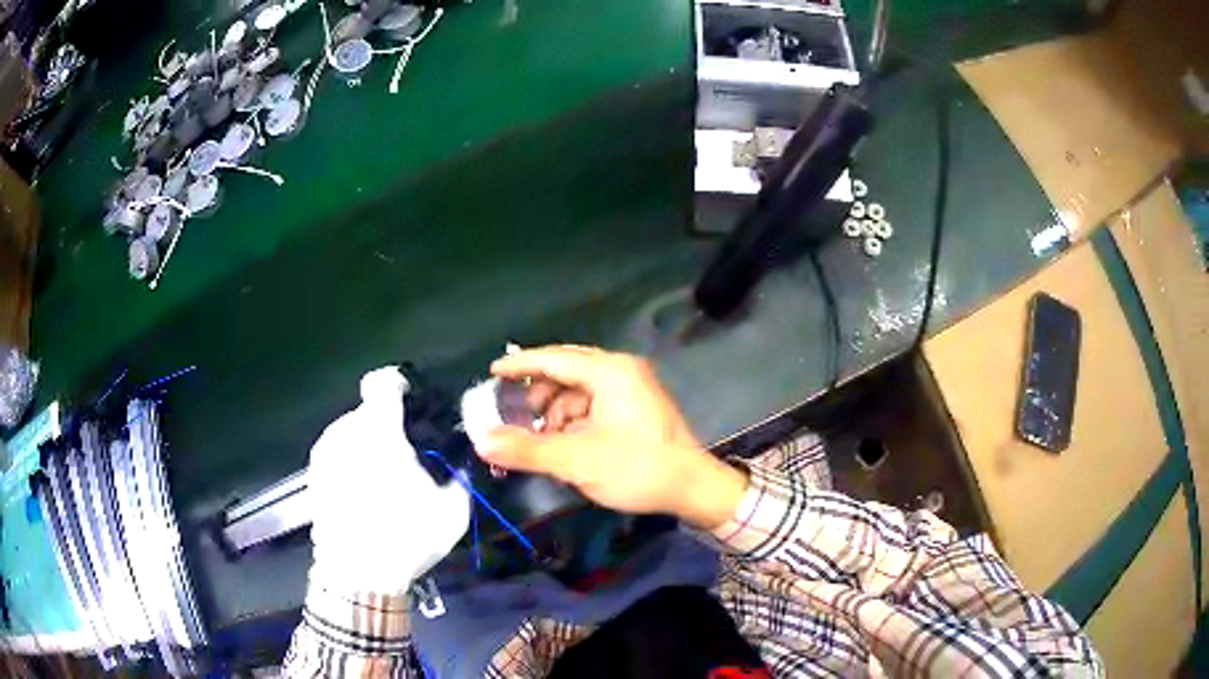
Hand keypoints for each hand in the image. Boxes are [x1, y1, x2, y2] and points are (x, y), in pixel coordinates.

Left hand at [307, 367, 469, 594]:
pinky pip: (337, 457)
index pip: (381, 383)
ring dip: (367, 447)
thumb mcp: (451, 511)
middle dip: (386, 428)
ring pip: (350, 435)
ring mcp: (324, 455)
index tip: (409, 401)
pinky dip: (350, 466)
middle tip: (406, 458)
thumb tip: (458, 468)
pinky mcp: (313, 477)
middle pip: (367, 413)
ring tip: (383, 482)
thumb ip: (457, 478)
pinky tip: (363, 497)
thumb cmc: (405, 536)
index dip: (397, 384)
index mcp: (378, 430)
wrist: (357, 575)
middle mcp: (345, 432)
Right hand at [477, 346, 746, 529]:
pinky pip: (595, 403)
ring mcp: (633, 387)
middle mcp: (622, 370)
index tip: (492, 372)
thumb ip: (527, 450)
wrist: (693, 487)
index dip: (520, 365)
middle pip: (567, 372)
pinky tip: (568, 444)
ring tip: (545, 440)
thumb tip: (481, 442)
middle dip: (539, 394)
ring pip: (580, 390)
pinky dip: (576, 420)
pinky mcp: (638, 406)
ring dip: (557, 411)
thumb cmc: (636, 468)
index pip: (553, 359)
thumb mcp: (577, 461)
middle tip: (517, 416)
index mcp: (609, 372)